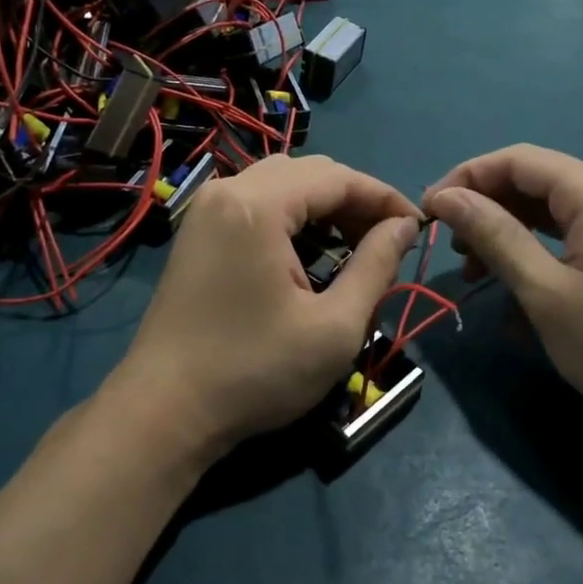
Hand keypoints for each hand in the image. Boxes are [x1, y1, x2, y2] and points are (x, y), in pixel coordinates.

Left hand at [110, 155, 421, 462]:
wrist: (164, 411)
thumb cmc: (255, 371)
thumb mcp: (334, 327)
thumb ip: (376, 265)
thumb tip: (404, 226)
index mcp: (257, 205)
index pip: (338, 177)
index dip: (384, 197)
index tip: (418, 228)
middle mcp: (228, 190)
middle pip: (309, 172)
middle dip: (355, 201)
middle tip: (387, 241)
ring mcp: (207, 208)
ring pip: (282, 183)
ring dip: (324, 207)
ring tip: (354, 247)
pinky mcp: (199, 230)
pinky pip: (257, 201)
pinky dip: (293, 217)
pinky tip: (310, 253)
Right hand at [422, 146, 582, 458]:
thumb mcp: (545, 292)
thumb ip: (494, 235)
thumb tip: (446, 197)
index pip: (517, 160)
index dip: (467, 178)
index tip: (429, 212)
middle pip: (534, 180)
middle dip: (486, 207)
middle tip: (451, 247)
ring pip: (551, 207)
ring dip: (508, 231)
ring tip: (477, 270)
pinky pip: (572, 231)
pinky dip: (538, 248)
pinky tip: (516, 284)